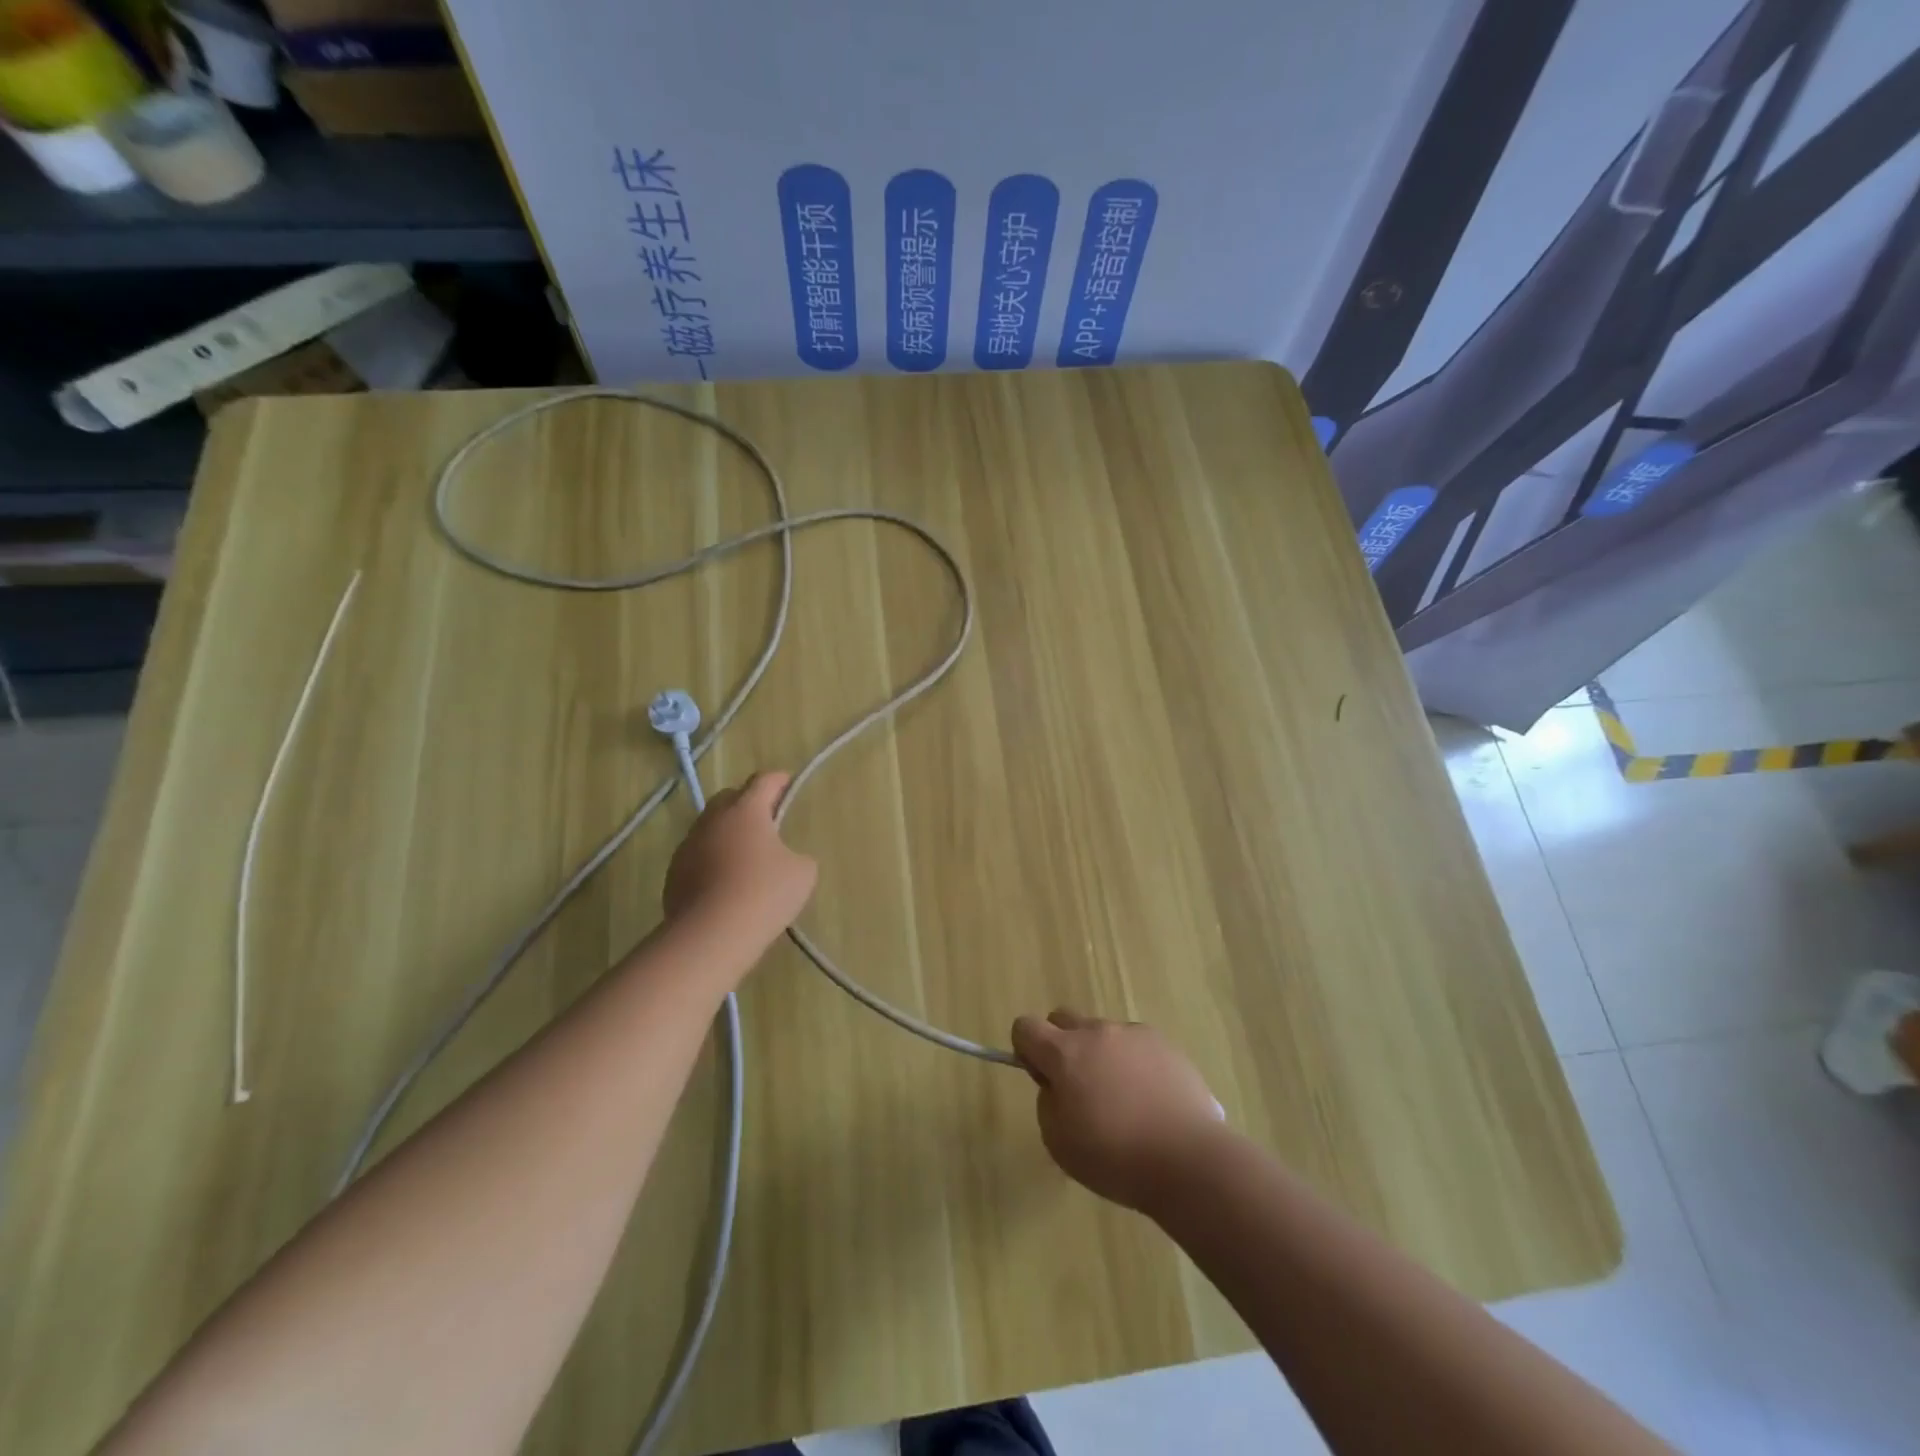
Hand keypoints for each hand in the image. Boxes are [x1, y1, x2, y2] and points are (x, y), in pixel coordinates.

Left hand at [664, 772, 817, 943]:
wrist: (711, 935)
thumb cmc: (764, 894)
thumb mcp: (803, 873)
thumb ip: (798, 855)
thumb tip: (786, 859)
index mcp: (746, 810)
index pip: (763, 780)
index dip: (779, 780)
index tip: (788, 785)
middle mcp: (713, 819)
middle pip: (731, 797)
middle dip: (749, 803)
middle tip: (767, 822)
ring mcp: (688, 845)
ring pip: (711, 827)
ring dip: (728, 833)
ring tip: (745, 856)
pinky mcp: (674, 872)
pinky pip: (698, 854)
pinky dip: (712, 859)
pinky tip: (725, 883)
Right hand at [1011, 1010, 1225, 1212]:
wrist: (1188, 1160)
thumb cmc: (1115, 1157)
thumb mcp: (1059, 1142)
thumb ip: (1048, 1102)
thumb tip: (1058, 1086)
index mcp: (1065, 1052)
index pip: (1025, 1026)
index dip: (1026, 1050)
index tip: (1045, 1080)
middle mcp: (1097, 1032)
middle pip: (1063, 1019)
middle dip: (1062, 1045)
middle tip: (1080, 1088)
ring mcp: (1134, 1034)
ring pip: (1103, 1033)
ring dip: (1101, 1055)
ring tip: (1124, 1101)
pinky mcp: (1165, 1044)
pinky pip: (1135, 1044)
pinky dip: (1133, 1063)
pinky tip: (1151, 1100)